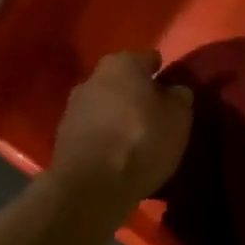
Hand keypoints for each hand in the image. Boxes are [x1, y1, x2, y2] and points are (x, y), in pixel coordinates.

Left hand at [49, 50, 193, 215]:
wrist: (91, 185)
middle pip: (124, 80)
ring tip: (137, 136)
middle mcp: (94, 76)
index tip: (174, 88)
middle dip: (138, 93)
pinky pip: (95, 127)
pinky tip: (118, 151)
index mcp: (123, 64)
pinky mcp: (64, 134)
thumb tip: (176, 89)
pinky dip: (106, 134)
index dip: (163, 72)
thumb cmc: (142, 143)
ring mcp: (74, 105)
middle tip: (156, 113)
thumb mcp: (178, 120)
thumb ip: (180, 98)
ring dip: (120, 114)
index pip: (149, 59)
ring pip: (106, 103)